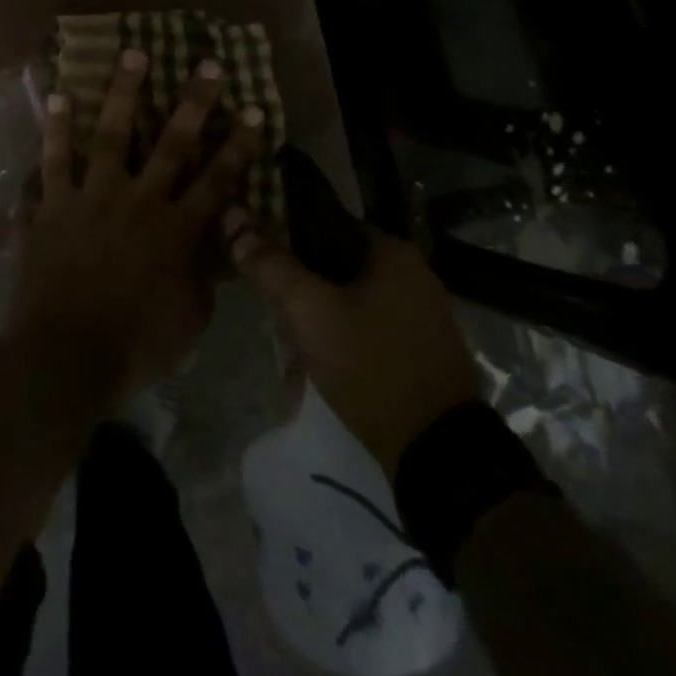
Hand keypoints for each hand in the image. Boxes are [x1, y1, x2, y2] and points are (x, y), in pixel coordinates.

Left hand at [9, 48, 263, 399]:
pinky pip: (54, 160)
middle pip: (172, 144)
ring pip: (112, 135)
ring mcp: (92, 198)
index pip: (217, 180)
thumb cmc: (135, 345)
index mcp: (176, 230)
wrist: (65, 357)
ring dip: (123, 92)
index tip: (253, 110)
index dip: (239, 145)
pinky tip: (59, 96)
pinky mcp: (54, 206)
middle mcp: (139, 202)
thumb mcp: (190, 318)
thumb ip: (205, 274)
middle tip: (208, 64)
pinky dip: (56, 129)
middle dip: (194, 103)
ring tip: (133, 54)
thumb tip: (219, 243)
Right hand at [231, 219, 479, 478]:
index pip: (327, 225)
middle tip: (275, 312)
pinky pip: (371, 326)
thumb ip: (273, 267)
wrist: (437, 451)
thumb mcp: (311, 312)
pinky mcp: (422, 348)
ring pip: (352, 298)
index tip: (263, 264)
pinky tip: (321, 362)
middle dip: (303, 288)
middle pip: (338, 265)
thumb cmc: (371, 364)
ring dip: (320, 316)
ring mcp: (423, 313)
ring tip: (291, 344)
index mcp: (393, 251)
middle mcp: (414, 273)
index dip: (288, 240)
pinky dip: (344, 337)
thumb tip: (238, 228)